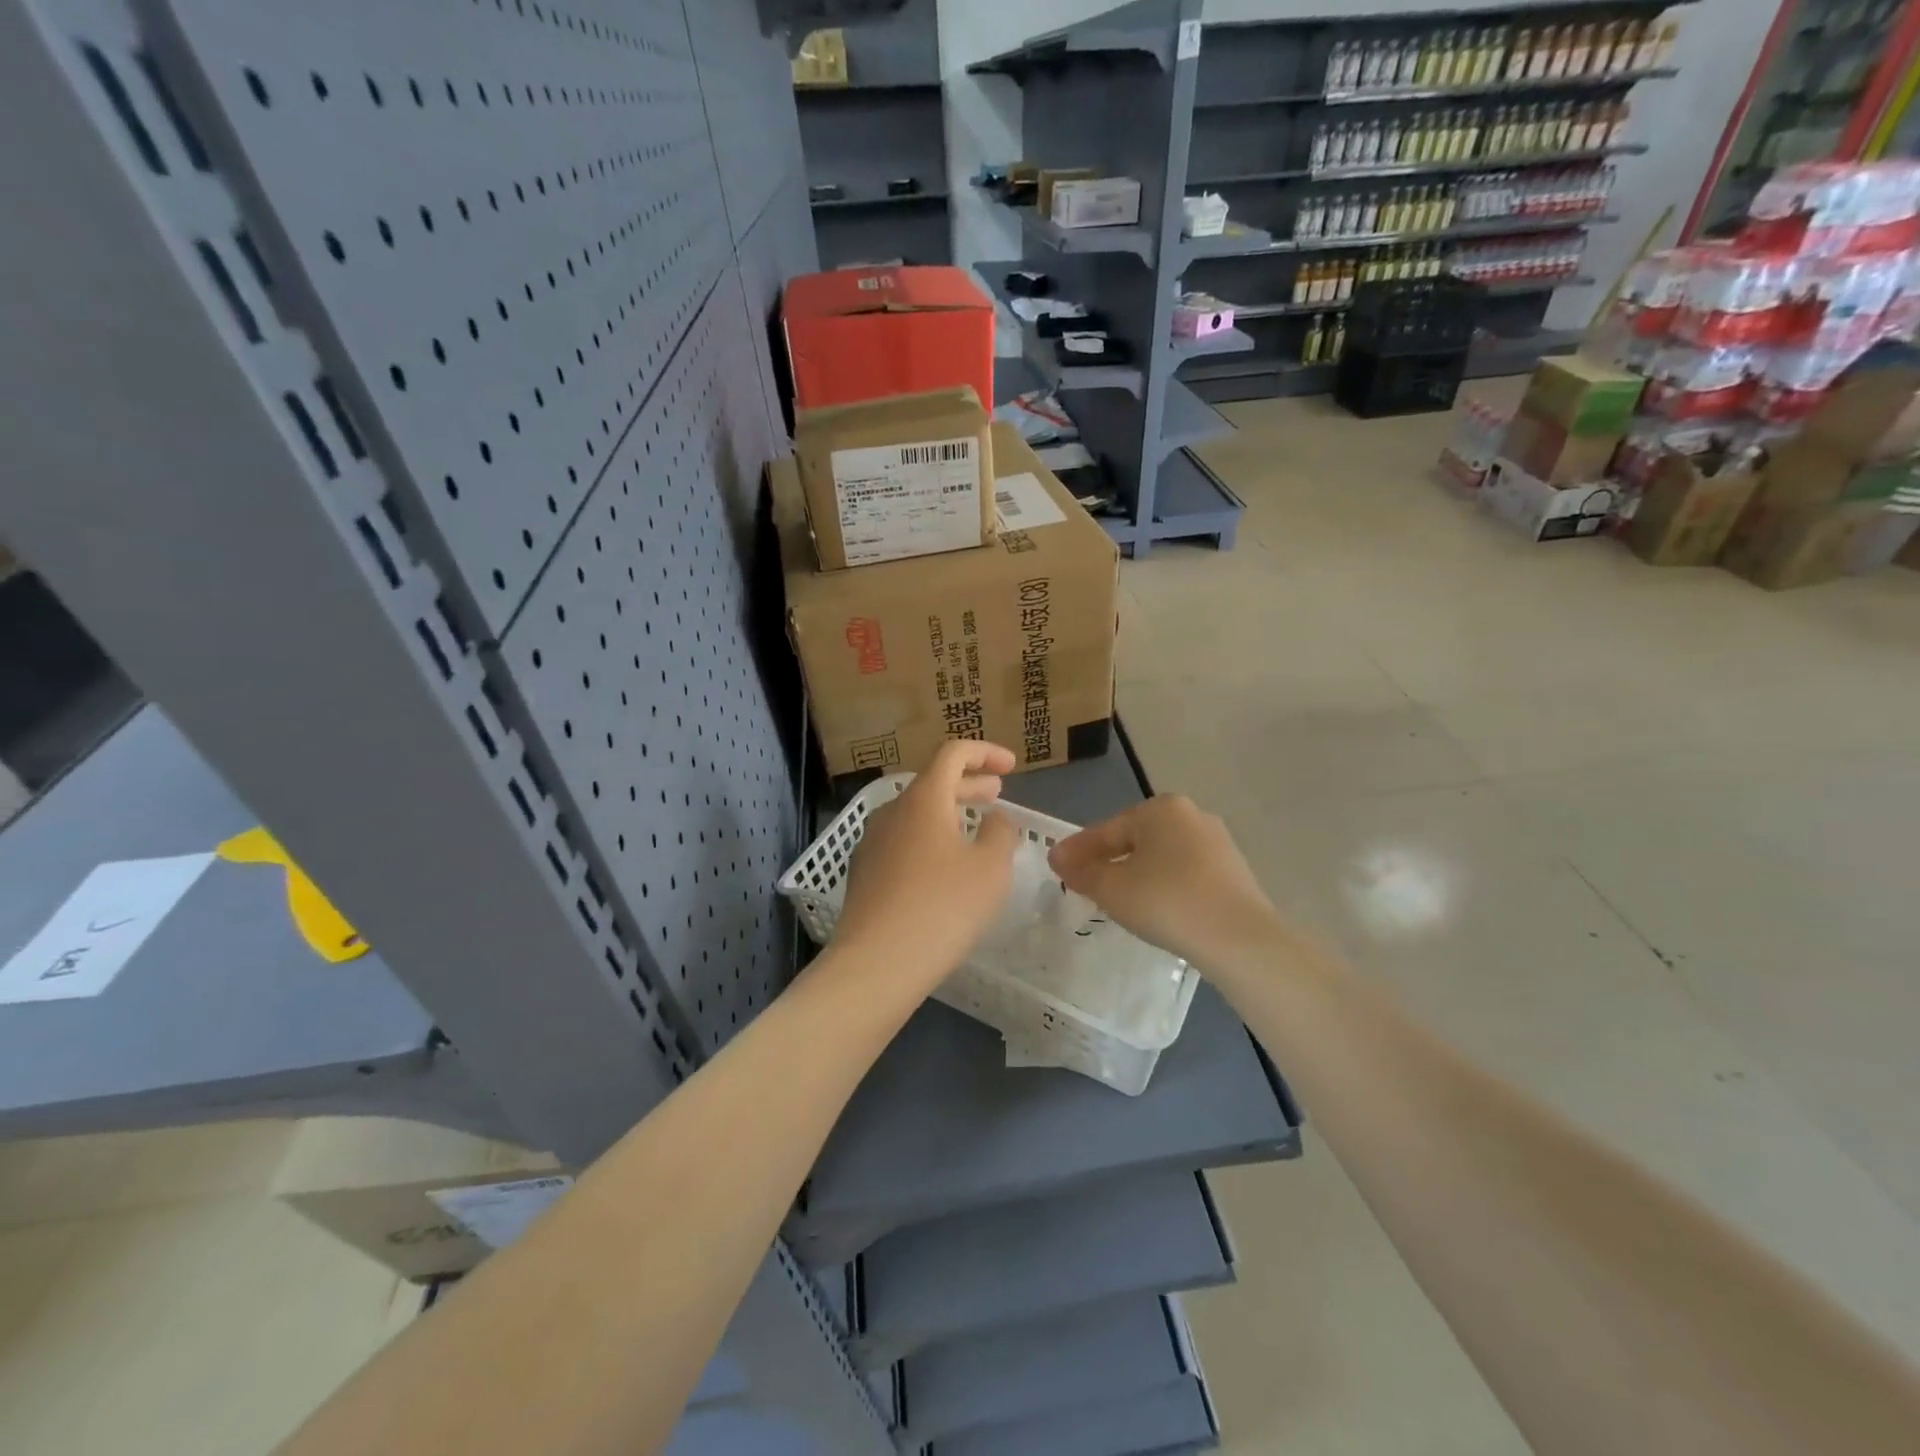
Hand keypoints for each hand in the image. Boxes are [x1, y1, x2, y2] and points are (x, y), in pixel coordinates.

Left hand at [832, 741, 1021, 988]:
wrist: (876, 963)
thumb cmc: (942, 907)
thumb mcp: (990, 868)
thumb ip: (1000, 833)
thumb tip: (996, 819)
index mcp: (923, 798)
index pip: (953, 753)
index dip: (985, 752)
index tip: (1011, 766)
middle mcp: (892, 811)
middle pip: (933, 782)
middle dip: (969, 784)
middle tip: (997, 794)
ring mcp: (873, 842)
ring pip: (917, 813)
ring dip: (949, 813)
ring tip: (974, 830)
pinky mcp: (865, 872)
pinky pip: (904, 840)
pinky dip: (930, 838)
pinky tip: (945, 867)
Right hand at [1048, 795, 1283, 974]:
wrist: (1239, 938)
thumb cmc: (1167, 902)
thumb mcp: (1112, 888)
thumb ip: (1081, 871)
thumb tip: (1057, 857)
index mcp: (1161, 808)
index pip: (1107, 830)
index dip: (1079, 851)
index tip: (1057, 867)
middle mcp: (1192, 815)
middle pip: (1135, 840)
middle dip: (1109, 860)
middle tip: (1085, 885)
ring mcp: (1218, 843)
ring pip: (1162, 857)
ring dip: (1137, 874)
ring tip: (1118, 900)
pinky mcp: (1234, 872)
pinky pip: (1185, 874)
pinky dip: (1165, 886)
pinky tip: (1157, 908)